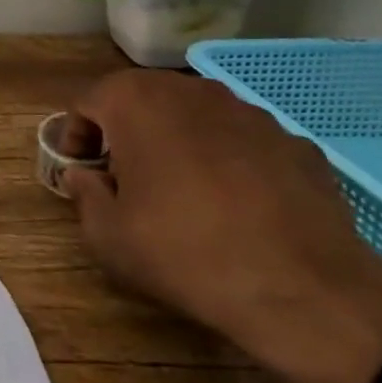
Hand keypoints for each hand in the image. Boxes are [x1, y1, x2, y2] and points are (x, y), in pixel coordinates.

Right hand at [59, 71, 381, 382]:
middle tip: (124, 178)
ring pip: (195, 116)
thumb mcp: (107, 235)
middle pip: (142, 99)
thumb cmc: (184, 252)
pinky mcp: (296, 143)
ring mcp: (251, 113)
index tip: (83, 172)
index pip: (89, 101)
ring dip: (177, 142)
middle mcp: (192, 91)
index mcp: (137, 102)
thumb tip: (86, 176)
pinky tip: (236, 207)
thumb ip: (84, 193)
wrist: (304, 291)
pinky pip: (243, 142)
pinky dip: (228, 161)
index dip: (77, 136)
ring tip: (182, 193)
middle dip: (126, 132)